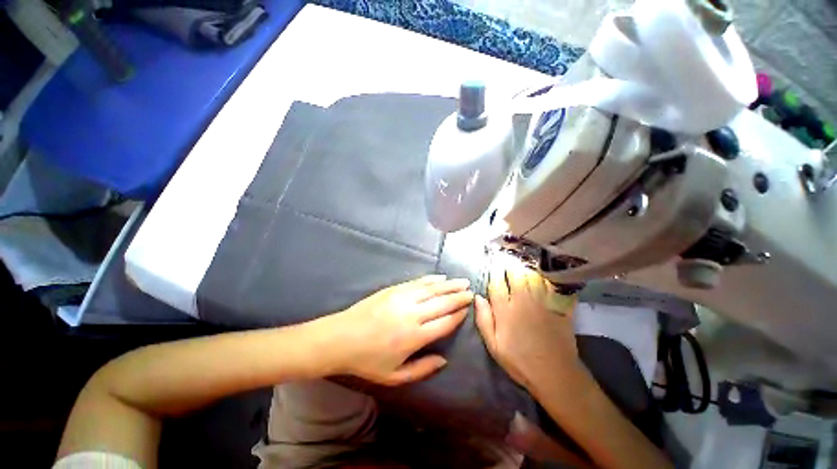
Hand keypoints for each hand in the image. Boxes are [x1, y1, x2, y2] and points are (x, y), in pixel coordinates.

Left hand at [327, 275, 472, 385]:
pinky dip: (431, 279)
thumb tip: (444, 359)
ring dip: (449, 285)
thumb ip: (422, 369)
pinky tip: (441, 277)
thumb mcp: (394, 376)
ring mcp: (403, 298)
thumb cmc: (367, 360)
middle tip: (471, 292)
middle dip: (459, 297)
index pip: (444, 323)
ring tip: (462, 282)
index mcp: (414, 337)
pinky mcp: (394, 289)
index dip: (458, 315)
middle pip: (442, 303)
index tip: (468, 309)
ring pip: (432, 289)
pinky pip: (418, 282)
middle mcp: (412, 314)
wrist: (340, 338)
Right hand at [475, 257, 578, 389]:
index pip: (497, 283)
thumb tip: (477, 297)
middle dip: (511, 265)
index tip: (493, 263)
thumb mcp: (494, 346)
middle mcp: (523, 301)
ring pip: (534, 277)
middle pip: (516, 275)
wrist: (555, 375)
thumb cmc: (519, 361)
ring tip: (525, 260)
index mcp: (505, 310)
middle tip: (509, 258)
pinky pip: (554, 286)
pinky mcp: (559, 307)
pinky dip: (550, 277)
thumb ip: (484, 320)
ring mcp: (543, 302)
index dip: (494, 272)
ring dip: (528, 267)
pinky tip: (548, 272)